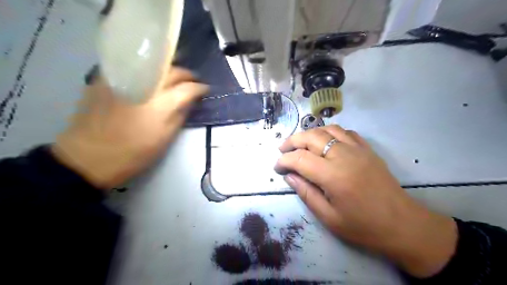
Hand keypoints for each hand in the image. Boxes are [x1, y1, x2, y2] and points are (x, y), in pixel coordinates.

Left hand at [52, 67, 208, 188]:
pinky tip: (151, 76)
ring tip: (175, 76)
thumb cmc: (132, 155)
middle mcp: (143, 86)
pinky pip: (133, 66)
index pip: (187, 89)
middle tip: (193, 81)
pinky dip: (147, 69)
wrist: (88, 157)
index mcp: (160, 105)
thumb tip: (189, 102)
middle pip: (171, 72)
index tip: (205, 89)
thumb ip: (179, 117)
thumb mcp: (164, 140)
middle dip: (187, 74)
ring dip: (169, 68)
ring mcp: (123, 80)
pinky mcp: (106, 79)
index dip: (199, 88)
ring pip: (153, 64)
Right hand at [275, 126, 458, 276]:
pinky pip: (345, 132)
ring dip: (309, 133)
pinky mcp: (367, 149)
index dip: (284, 160)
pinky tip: (326, 142)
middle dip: (292, 141)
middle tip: (282, 150)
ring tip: (300, 143)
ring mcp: (358, 149)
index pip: (299, 158)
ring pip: (327, 129)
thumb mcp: (329, 217)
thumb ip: (306, 193)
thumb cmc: (363, 226)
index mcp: (333, 175)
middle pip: (311, 137)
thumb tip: (289, 176)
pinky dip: (330, 133)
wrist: (403, 224)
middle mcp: (343, 155)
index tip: (277, 167)